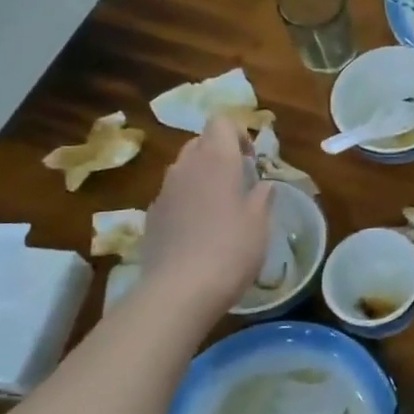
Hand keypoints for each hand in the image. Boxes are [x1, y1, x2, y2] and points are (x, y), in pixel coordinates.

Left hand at [139, 118, 272, 319]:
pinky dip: (187, 199)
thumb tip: (262, 186)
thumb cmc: (231, 249)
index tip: (252, 160)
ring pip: (184, 168)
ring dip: (202, 176)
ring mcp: (164, 192)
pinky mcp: (152, 216)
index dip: (238, 134)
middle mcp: (186, 168)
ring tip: (221, 205)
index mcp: (216, 160)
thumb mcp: (259, 223)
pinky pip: (173, 194)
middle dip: (220, 152)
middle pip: (200, 142)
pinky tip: (200, 228)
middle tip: (240, 180)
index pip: (221, 123)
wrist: (180, 290)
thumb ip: (261, 197)